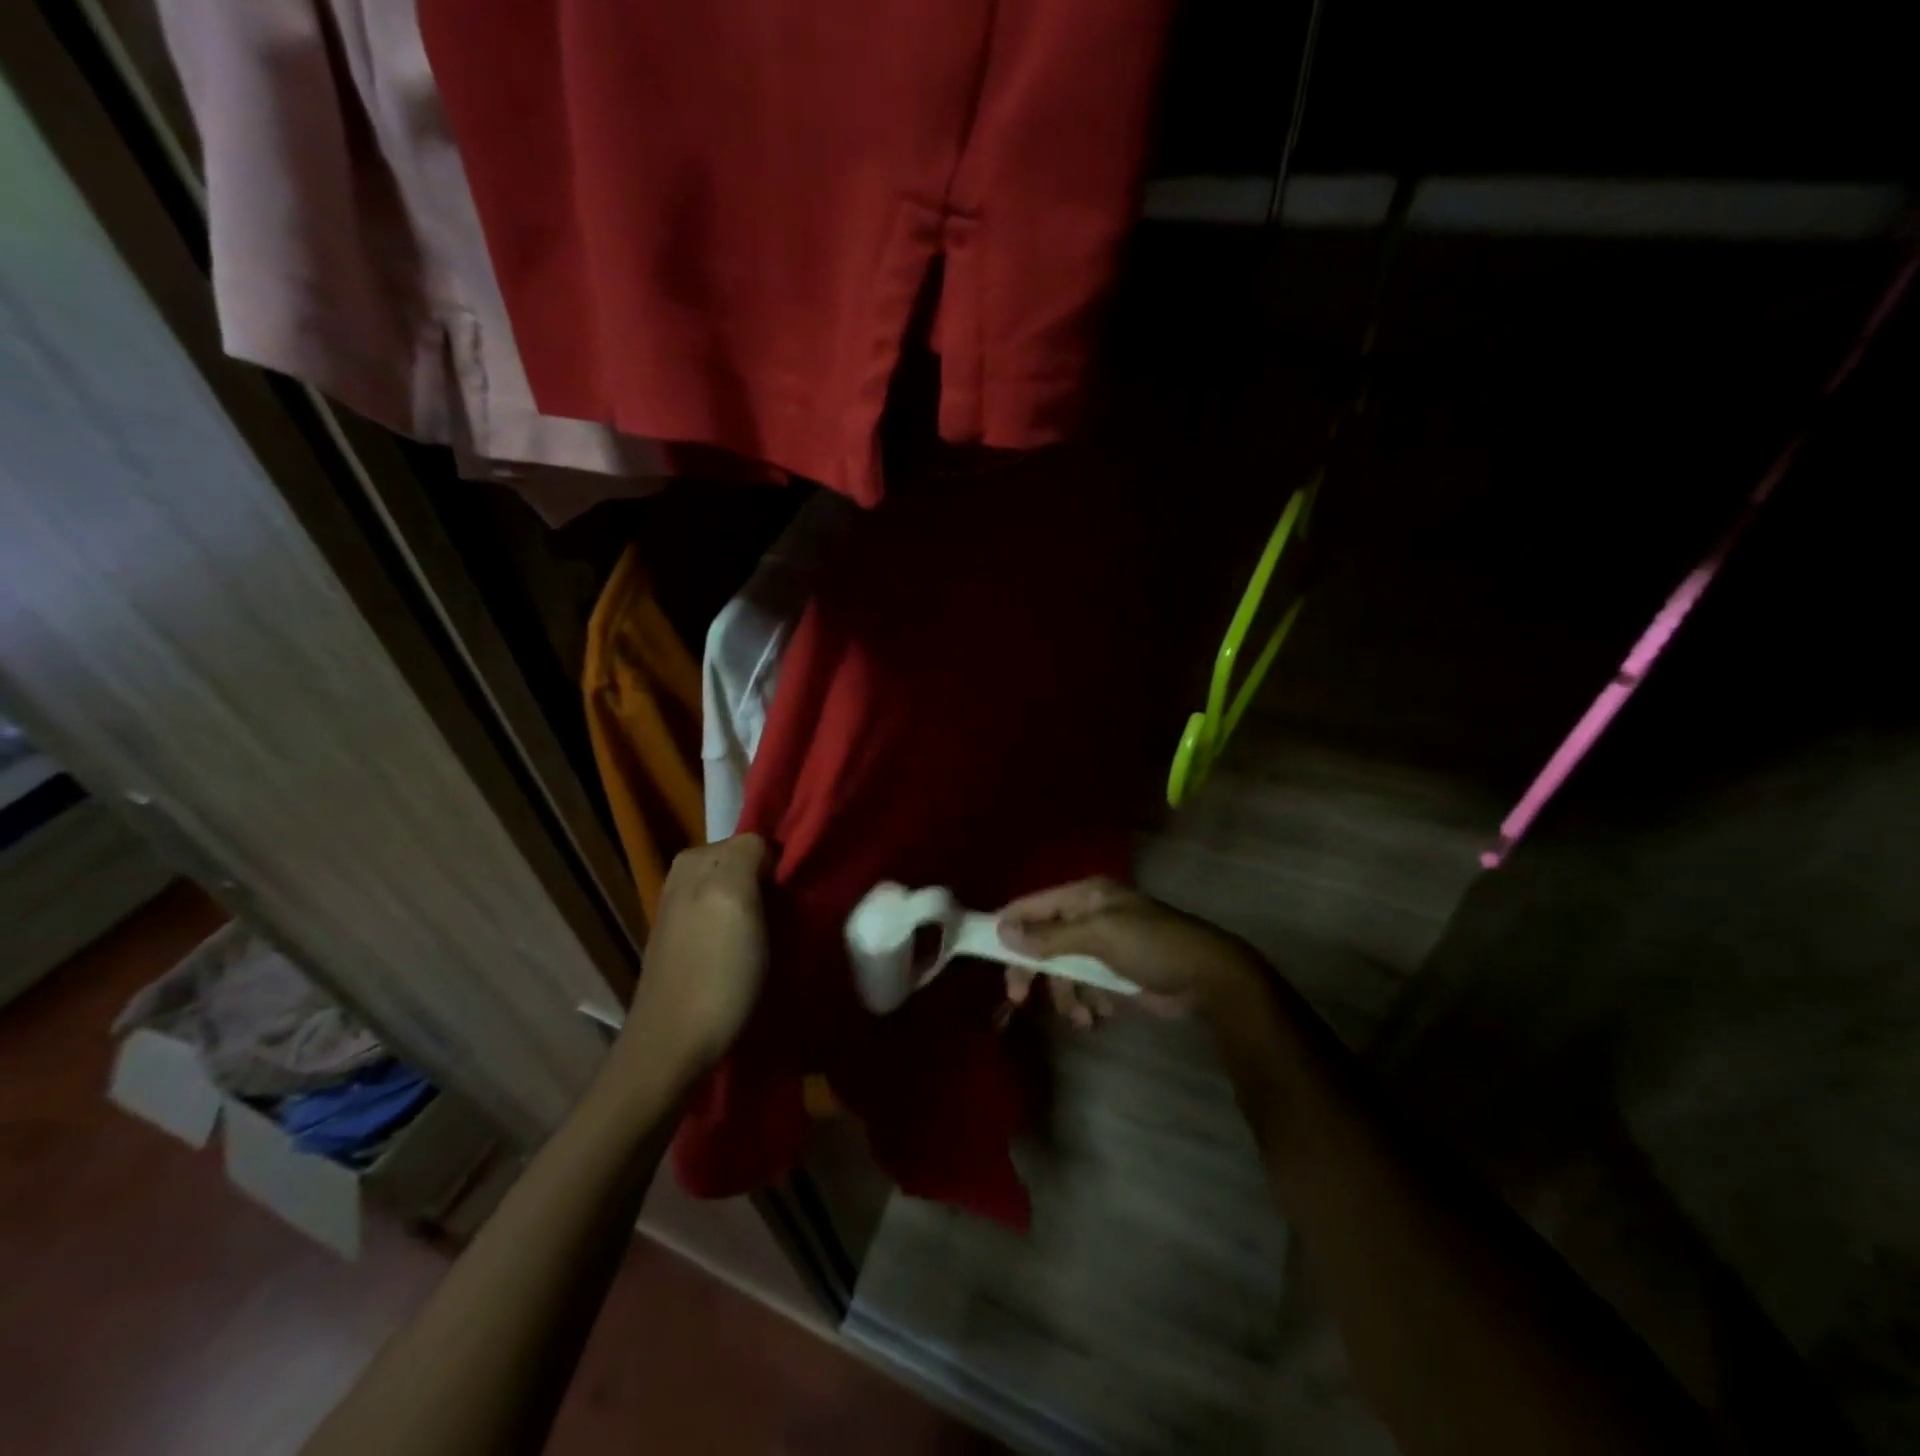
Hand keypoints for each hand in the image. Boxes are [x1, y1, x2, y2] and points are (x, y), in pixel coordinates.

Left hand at [614, 835, 769, 1081]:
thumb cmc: (714, 970)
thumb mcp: (733, 896)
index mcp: (694, 860)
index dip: (780, 866)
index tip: (796, 896)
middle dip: (771, 888)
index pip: (755, 841)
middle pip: (747, 869)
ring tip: (779, 939)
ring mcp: (684, 915)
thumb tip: (764, 848)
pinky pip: (729, 923)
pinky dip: (747, 934)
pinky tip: (756, 956)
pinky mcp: (688, 948)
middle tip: (792, 917)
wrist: (674, 1047)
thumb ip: (748, 853)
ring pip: (739, 897)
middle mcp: (684, 880)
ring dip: (763, 913)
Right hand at [997, 877, 1261, 1020]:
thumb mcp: (1099, 936)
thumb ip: (1050, 936)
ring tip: (1082, 1016)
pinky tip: (1102, 1014)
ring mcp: (1102, 945)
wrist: (1209, 978)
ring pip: (1063, 969)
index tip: (988, 953)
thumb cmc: (1152, 946)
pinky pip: (1085, 986)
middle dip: (1034, 970)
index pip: (1033, 905)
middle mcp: (1090, 916)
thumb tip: (1003, 930)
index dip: (1009, 926)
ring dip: (1067, 994)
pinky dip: (1088, 1002)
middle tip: (1019, 998)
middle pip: (1043, 941)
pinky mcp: (1115, 972)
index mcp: (1085, 896)